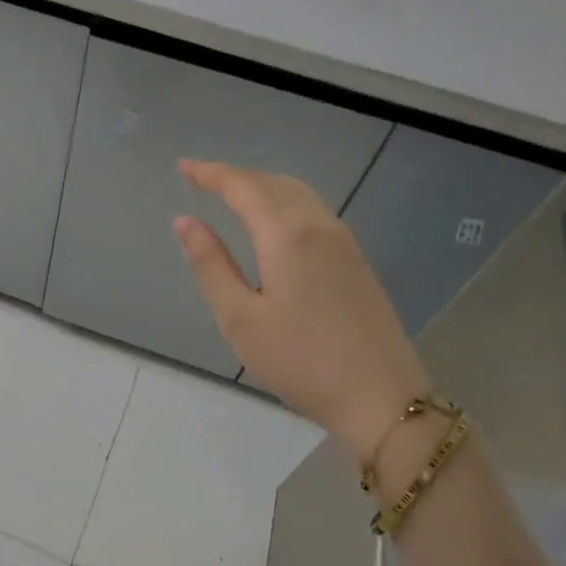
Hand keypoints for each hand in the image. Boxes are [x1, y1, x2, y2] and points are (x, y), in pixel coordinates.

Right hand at [173, 159, 428, 460]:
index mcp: (287, 234)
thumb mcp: (239, 318)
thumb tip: (185, 221)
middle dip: (236, 176)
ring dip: (262, 186)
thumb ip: (210, 265)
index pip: (243, 187)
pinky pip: (314, 211)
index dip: (210, 174)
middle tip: (202, 179)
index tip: (182, 167)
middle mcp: (319, 226)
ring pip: (298, 194)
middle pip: (273, 183)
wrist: (383, 399)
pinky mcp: (357, 262)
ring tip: (233, 194)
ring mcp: (345, 243)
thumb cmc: (300, 361)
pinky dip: (285, 201)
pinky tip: (274, 222)